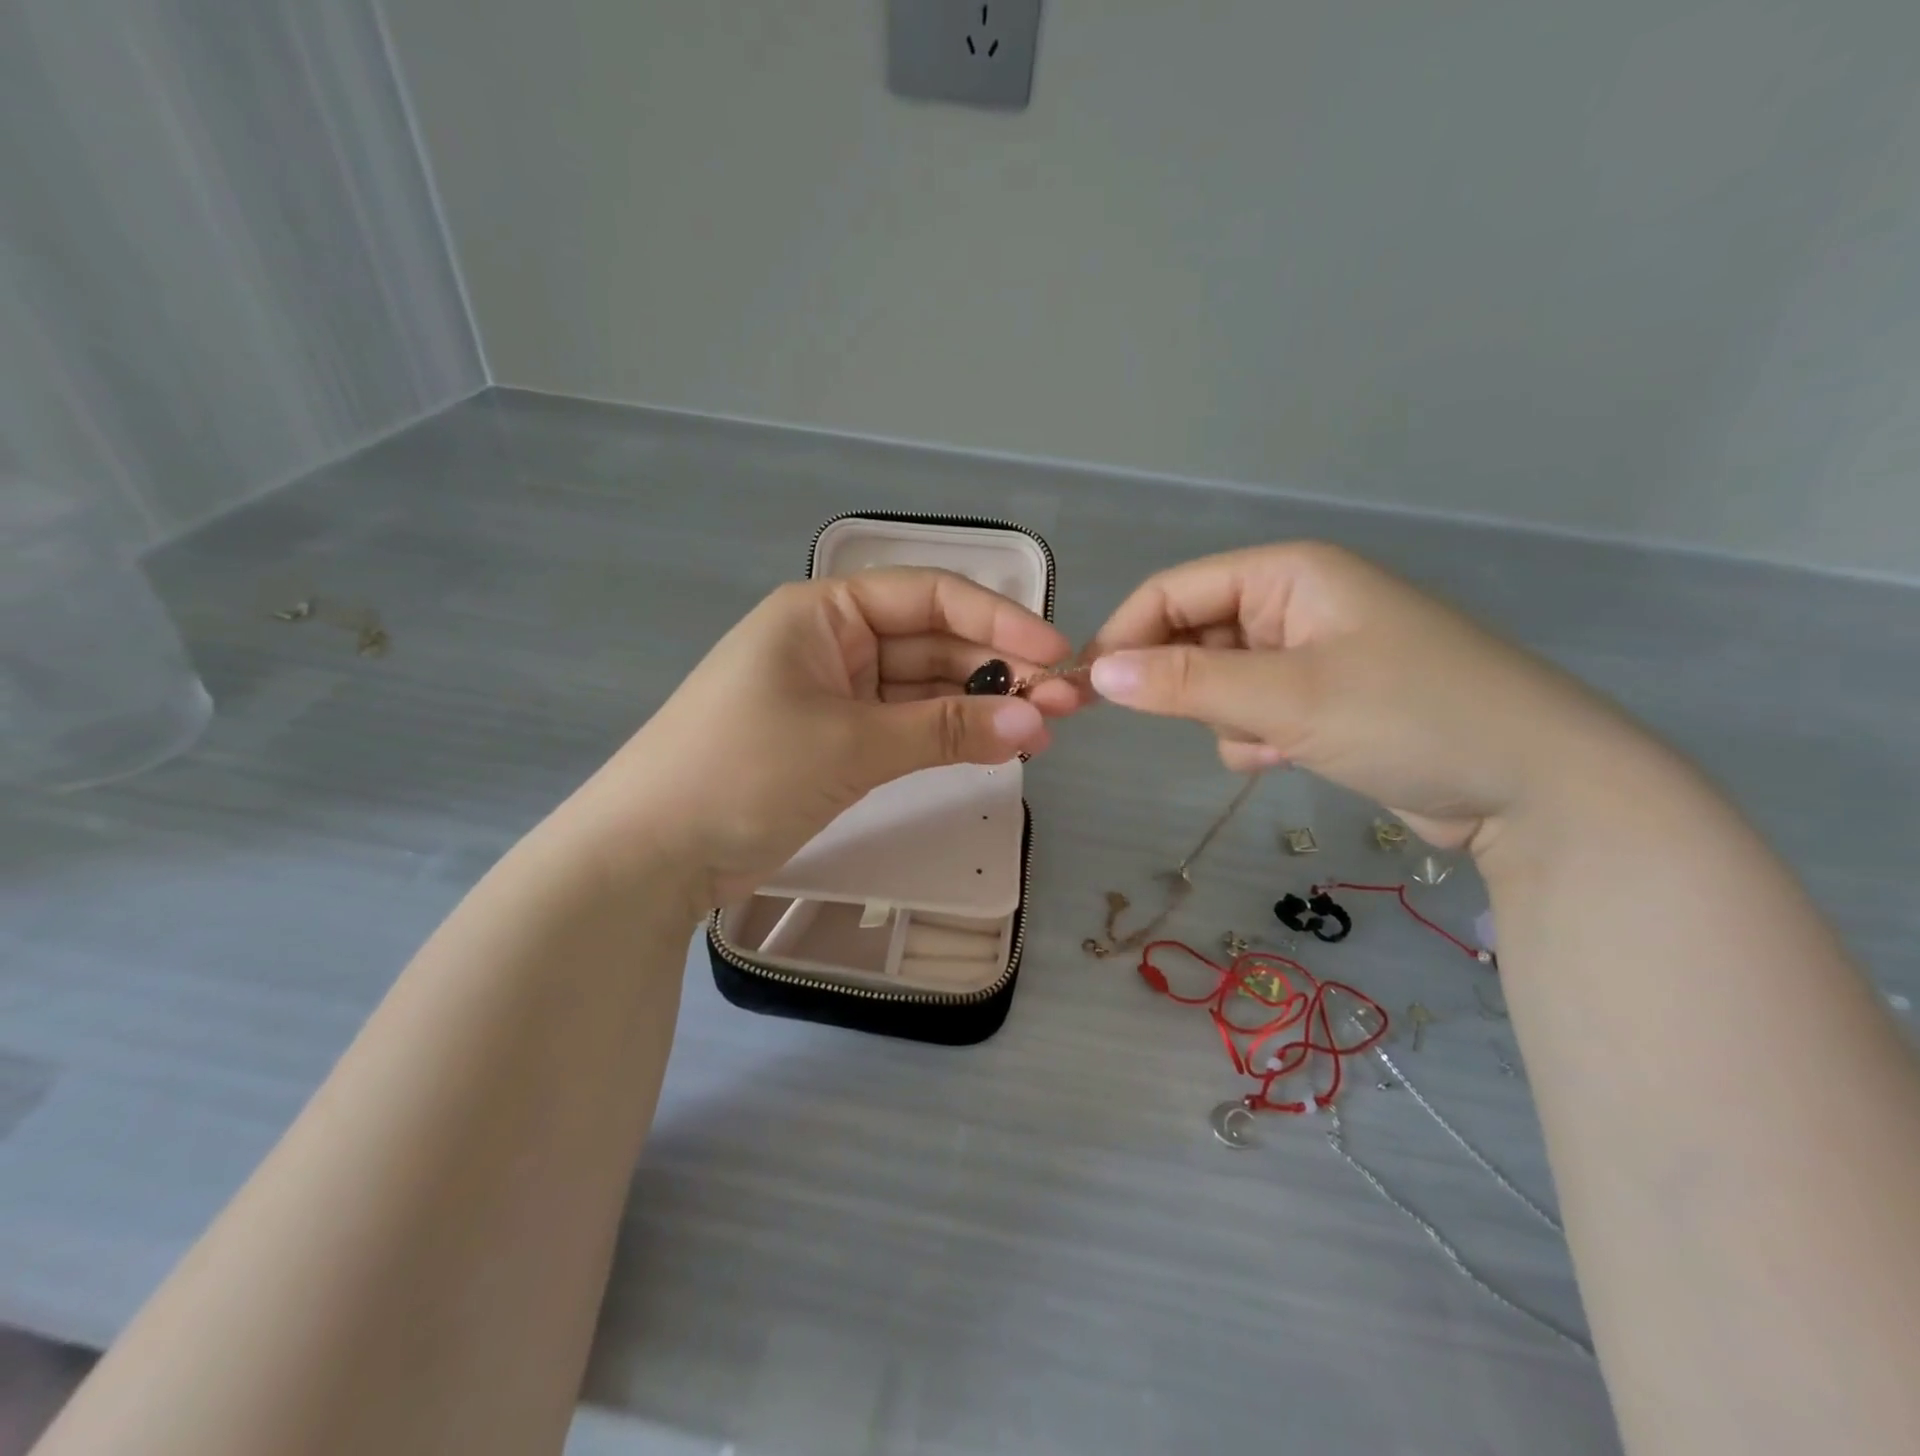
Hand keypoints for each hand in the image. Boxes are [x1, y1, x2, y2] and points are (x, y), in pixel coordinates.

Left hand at [562, 569, 1079, 908]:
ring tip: (1043, 731)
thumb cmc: (743, 771)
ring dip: (979, 707)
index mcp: (824, 612)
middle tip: (1066, 706)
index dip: (999, 621)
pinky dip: (947, 736)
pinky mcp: (836, 742)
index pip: (928, 597)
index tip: (1057, 654)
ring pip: (923, 689)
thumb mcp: (851, 744)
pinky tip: (996, 745)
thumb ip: (947, 731)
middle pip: (932, 643)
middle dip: (999, 670)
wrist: (650, 853)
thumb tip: (1037, 723)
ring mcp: (835, 694)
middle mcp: (833, 642)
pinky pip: (905, 727)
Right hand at [1084, 543, 1638, 851]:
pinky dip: (1257, 739)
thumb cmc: (1412, 717)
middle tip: (1203, 722)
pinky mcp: (1325, 701)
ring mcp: (1313, 654)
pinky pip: (1253, 713)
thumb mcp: (1287, 696)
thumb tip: (1096, 674)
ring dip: (1228, 719)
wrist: (1537, 790)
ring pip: (1219, 682)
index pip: (1174, 591)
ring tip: (1273, 743)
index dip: (1125, 635)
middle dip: (1190, 686)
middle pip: (1195, 636)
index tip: (1087, 689)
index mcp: (1289, 573)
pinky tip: (1291, 758)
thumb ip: (1185, 682)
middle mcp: (1296, 603)